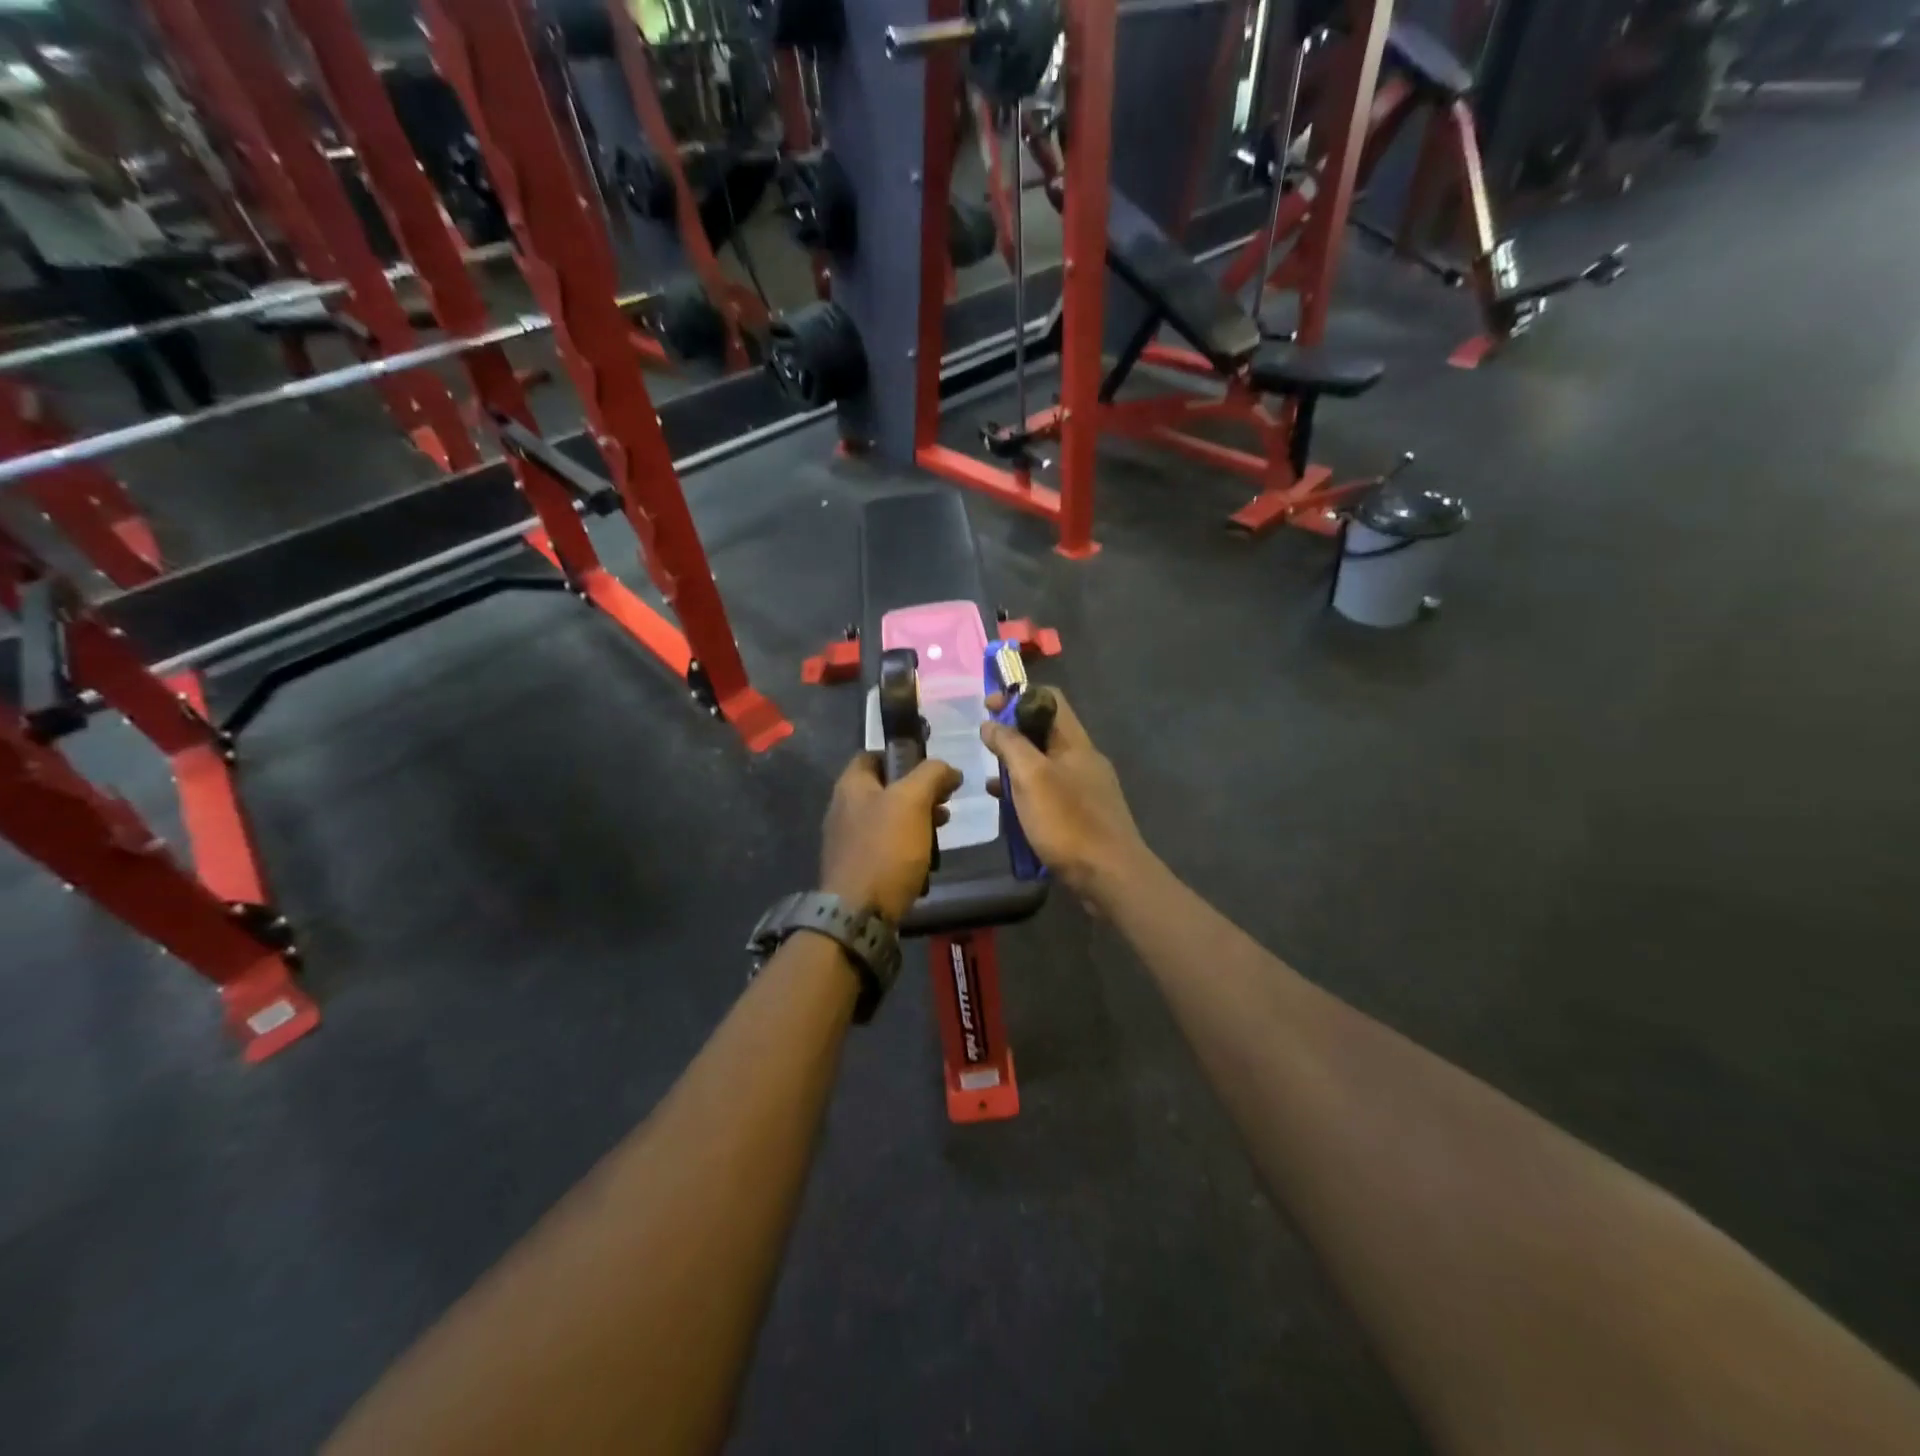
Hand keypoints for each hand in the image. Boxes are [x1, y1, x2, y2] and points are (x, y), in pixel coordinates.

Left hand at [820, 752, 962, 922]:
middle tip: (945, 803)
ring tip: (941, 832)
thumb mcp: (913, 801)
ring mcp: (848, 841)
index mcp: (851, 786)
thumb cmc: (885, 849)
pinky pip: (886, 849)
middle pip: (885, 789)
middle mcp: (844, 809)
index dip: (902, 755)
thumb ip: (931, 775)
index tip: (931, 769)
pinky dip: (907, 849)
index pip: (872, 755)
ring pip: (888, 820)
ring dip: (917, 822)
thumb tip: (949, 769)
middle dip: (918, 793)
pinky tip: (926, 860)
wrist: (859, 914)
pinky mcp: (857, 869)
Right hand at [980, 690, 1149, 903]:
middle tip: (984, 745)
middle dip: (1013, 733)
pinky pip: (1049, 792)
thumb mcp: (1031, 777)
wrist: (1110, 876)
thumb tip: (991, 723)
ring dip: (1017, 765)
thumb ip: (1010, 745)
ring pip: (1045, 764)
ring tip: (990, 779)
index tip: (987, 707)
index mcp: (1075, 742)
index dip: (1017, 696)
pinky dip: (1027, 793)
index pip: (1049, 699)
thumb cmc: (1068, 822)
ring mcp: (1085, 789)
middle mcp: (1083, 759)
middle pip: (1046, 731)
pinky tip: (1009, 809)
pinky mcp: (1082, 815)